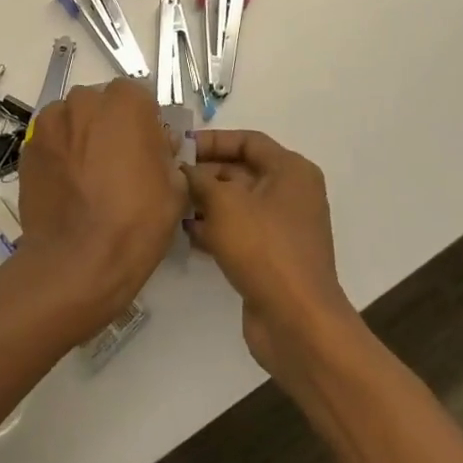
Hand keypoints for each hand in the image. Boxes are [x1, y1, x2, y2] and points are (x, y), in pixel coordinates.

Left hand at [14, 79, 185, 339]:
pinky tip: (68, 187)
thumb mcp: (174, 187)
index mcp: (124, 103)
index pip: (137, 95)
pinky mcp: (28, 149)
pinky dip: (60, 155)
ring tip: (88, 177)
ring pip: (72, 120)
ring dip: (81, 137)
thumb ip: (165, 152)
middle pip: (100, 104)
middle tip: (118, 163)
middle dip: (110, 125)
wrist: (76, 260)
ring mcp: (50, 124)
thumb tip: (155, 144)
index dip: (144, 121)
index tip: (147, 148)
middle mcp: (83, 102)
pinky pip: (51, 142)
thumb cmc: (135, 221)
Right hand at [183, 130, 354, 379]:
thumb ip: (198, 179)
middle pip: (240, 170)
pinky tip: (185, 233)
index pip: (247, 140)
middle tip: (166, 176)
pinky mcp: (270, 256)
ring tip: (169, 203)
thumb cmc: (264, 248)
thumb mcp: (224, 203)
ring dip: (204, 202)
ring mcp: (281, 228)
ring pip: (235, 203)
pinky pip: (237, 231)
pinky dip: (213, 228)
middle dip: (203, 172)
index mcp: (290, 171)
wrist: (297, 322)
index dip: (212, 140)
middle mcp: (290, 194)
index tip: (178, 147)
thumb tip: (181, 169)